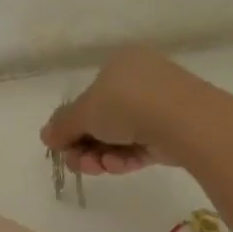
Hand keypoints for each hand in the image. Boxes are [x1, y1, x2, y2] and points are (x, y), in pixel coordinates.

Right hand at [40, 46, 198, 174]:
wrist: (186, 121)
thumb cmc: (127, 103)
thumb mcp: (83, 113)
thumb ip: (62, 126)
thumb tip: (46, 136)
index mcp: (120, 63)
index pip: (90, 95)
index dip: (73, 123)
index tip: (64, 145)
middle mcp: (142, 79)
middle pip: (104, 118)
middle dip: (86, 144)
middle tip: (77, 163)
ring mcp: (163, 105)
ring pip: (122, 135)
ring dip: (102, 154)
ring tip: (96, 168)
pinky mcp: (177, 130)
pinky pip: (143, 144)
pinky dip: (126, 157)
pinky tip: (116, 167)